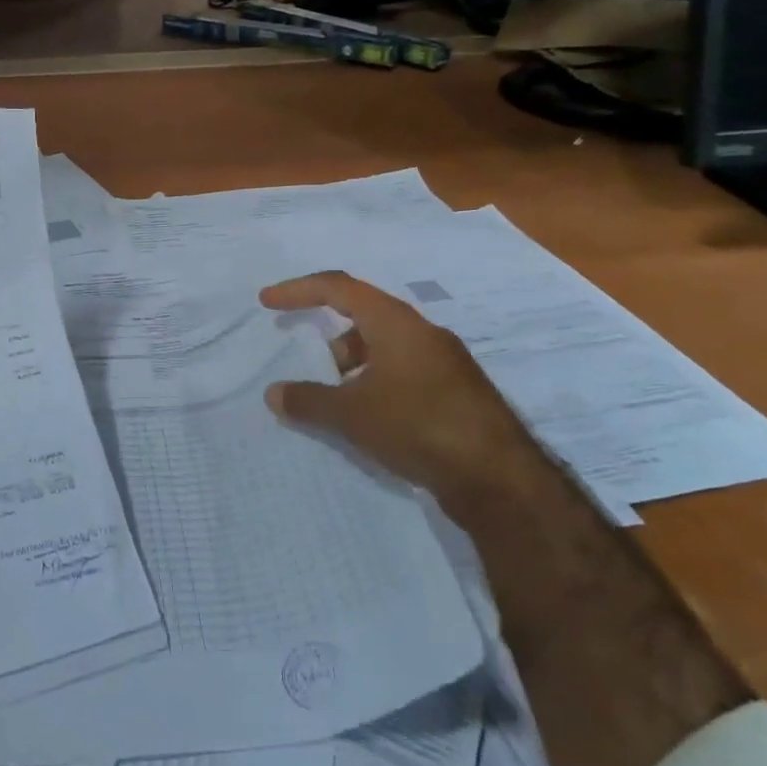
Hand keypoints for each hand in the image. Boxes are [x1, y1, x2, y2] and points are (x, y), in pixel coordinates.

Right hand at [260, 271, 535, 490]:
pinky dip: (376, 384)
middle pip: (363, 317)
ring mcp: (443, 362)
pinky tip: (370, 420)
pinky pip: (403, 372)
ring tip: (336, 403)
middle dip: (329, 339)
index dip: (298, 290)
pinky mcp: (455, 391)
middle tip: (307, 367)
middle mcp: (421, 332)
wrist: (499, 477)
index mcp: (396, 322)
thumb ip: (308, 400)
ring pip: (384, 348)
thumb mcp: (352, 415)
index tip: (267, 302)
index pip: (338, 288)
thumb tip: (274, 393)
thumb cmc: (418, 426)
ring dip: (353, 366)